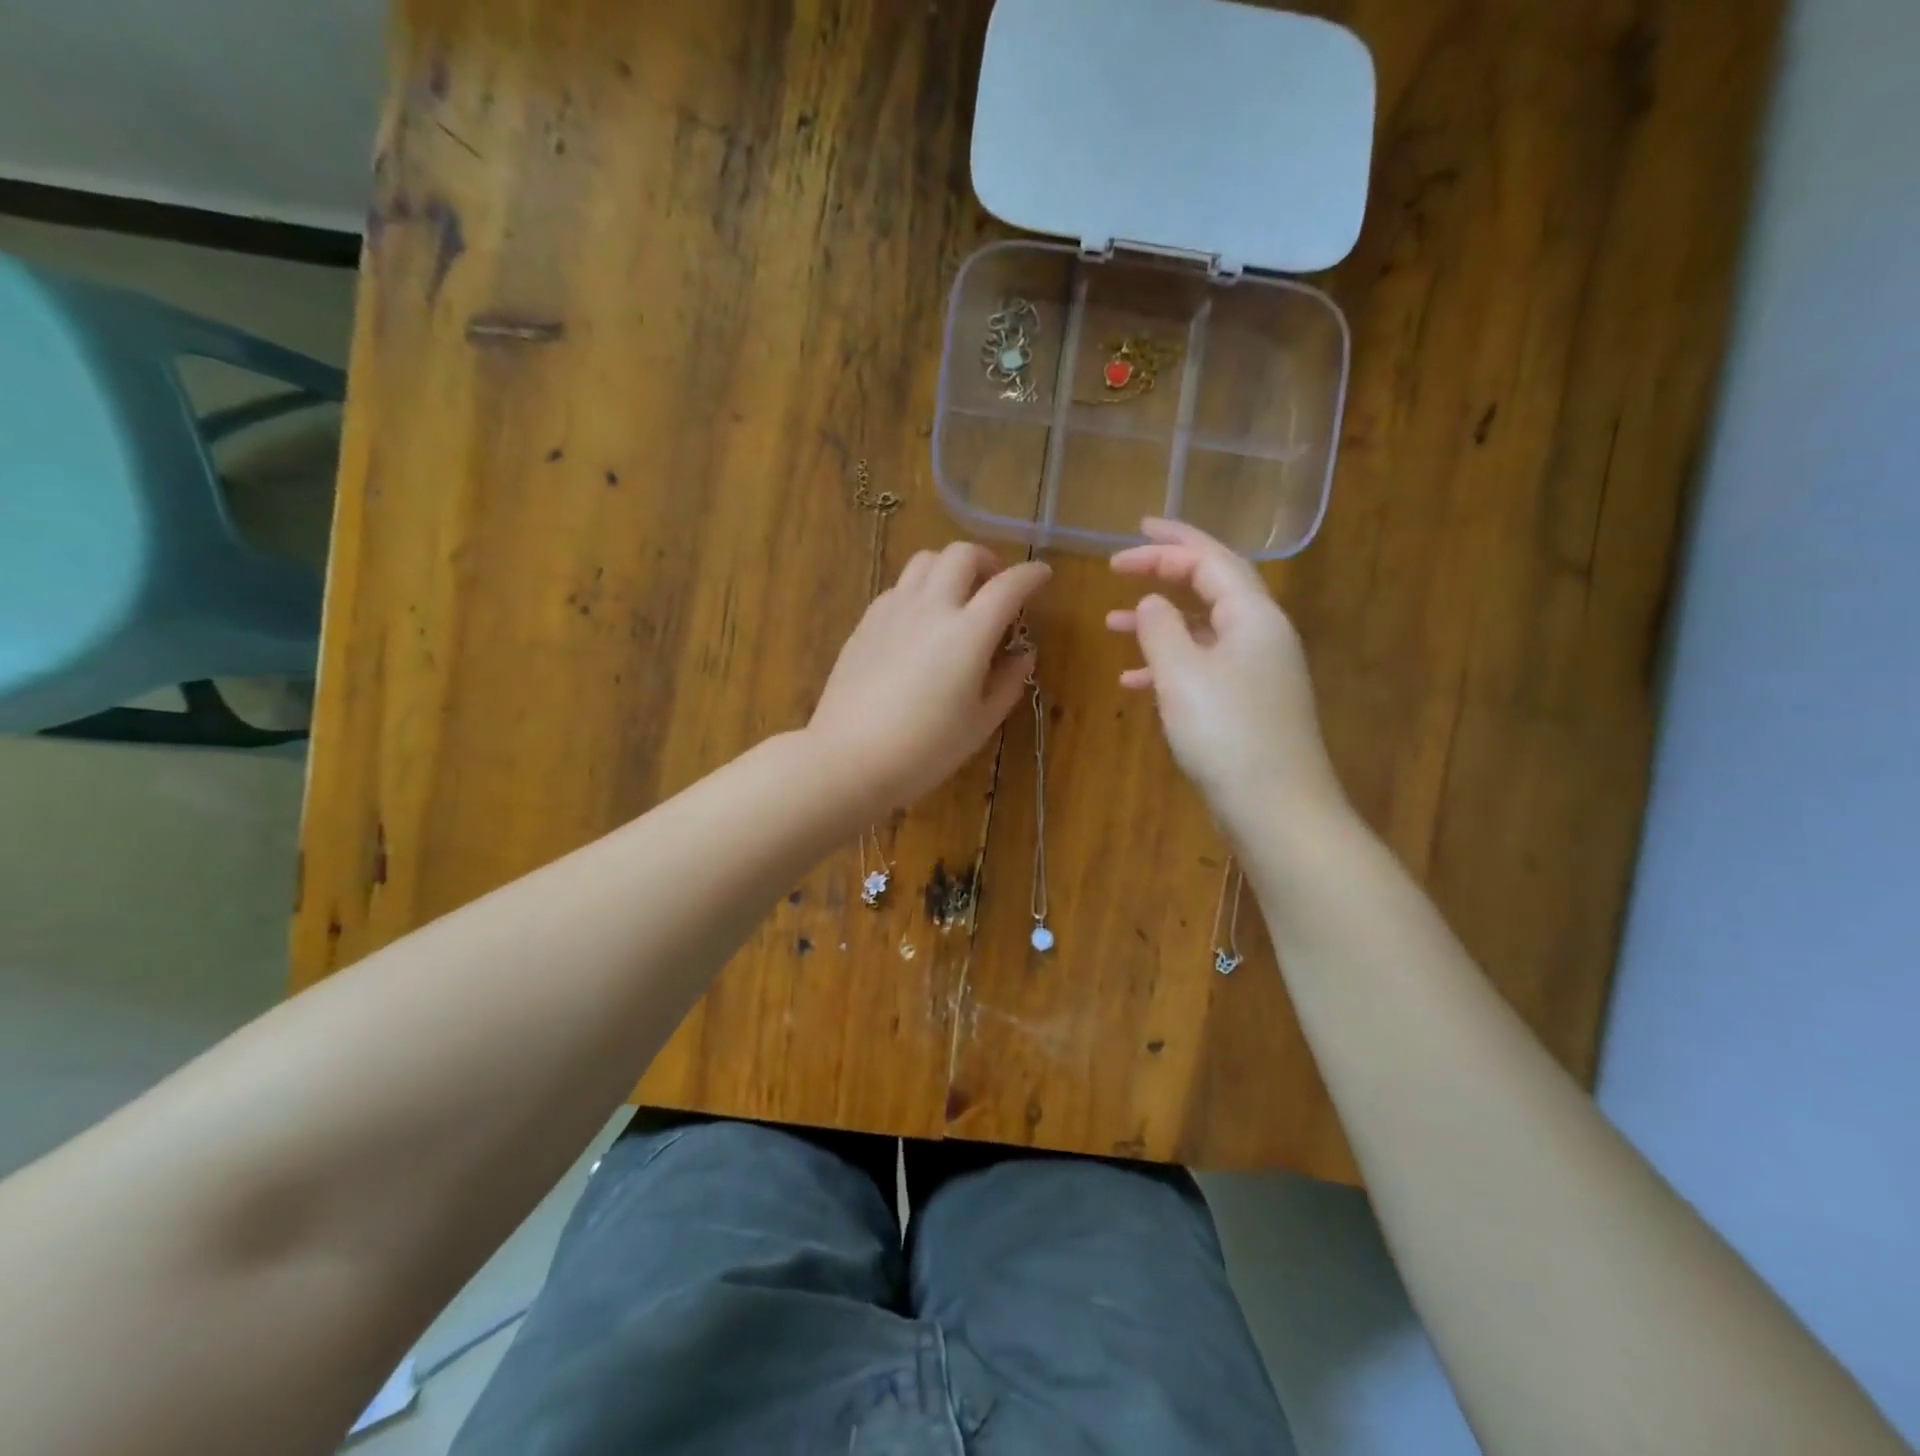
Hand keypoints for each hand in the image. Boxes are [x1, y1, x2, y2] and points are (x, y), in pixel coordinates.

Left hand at [810, 541, 1050, 815]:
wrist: (850, 758)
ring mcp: (893, 610)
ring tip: (957, 597)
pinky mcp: (866, 622)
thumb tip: (1023, 653)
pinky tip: (921, 622)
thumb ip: (1008, 682)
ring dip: (950, 568)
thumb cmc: (925, 749)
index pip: (1008, 586)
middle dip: (987, 561)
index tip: (1042, 576)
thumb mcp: (980, 723)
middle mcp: (931, 608)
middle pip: (962, 554)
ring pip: (925, 560)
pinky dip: (920, 589)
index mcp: (968, 633)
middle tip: (995, 587)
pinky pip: (899, 586)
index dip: (1031, 575)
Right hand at [1108, 518, 1343, 823]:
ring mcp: (1256, 671)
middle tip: (1119, 568)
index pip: (1210, 559)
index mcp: (1253, 616)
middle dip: (1164, 573)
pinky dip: (1168, 665)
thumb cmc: (1227, 733)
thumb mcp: (1182, 673)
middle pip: (1210, 587)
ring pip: (1201, 630)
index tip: (1126, 540)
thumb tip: (1151, 602)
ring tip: (1112, 625)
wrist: (1276, 809)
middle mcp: (1261, 635)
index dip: (1168, 543)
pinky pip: (1202, 667)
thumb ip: (1160, 628)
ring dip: (1159, 622)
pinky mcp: (1246, 704)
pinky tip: (1133, 682)